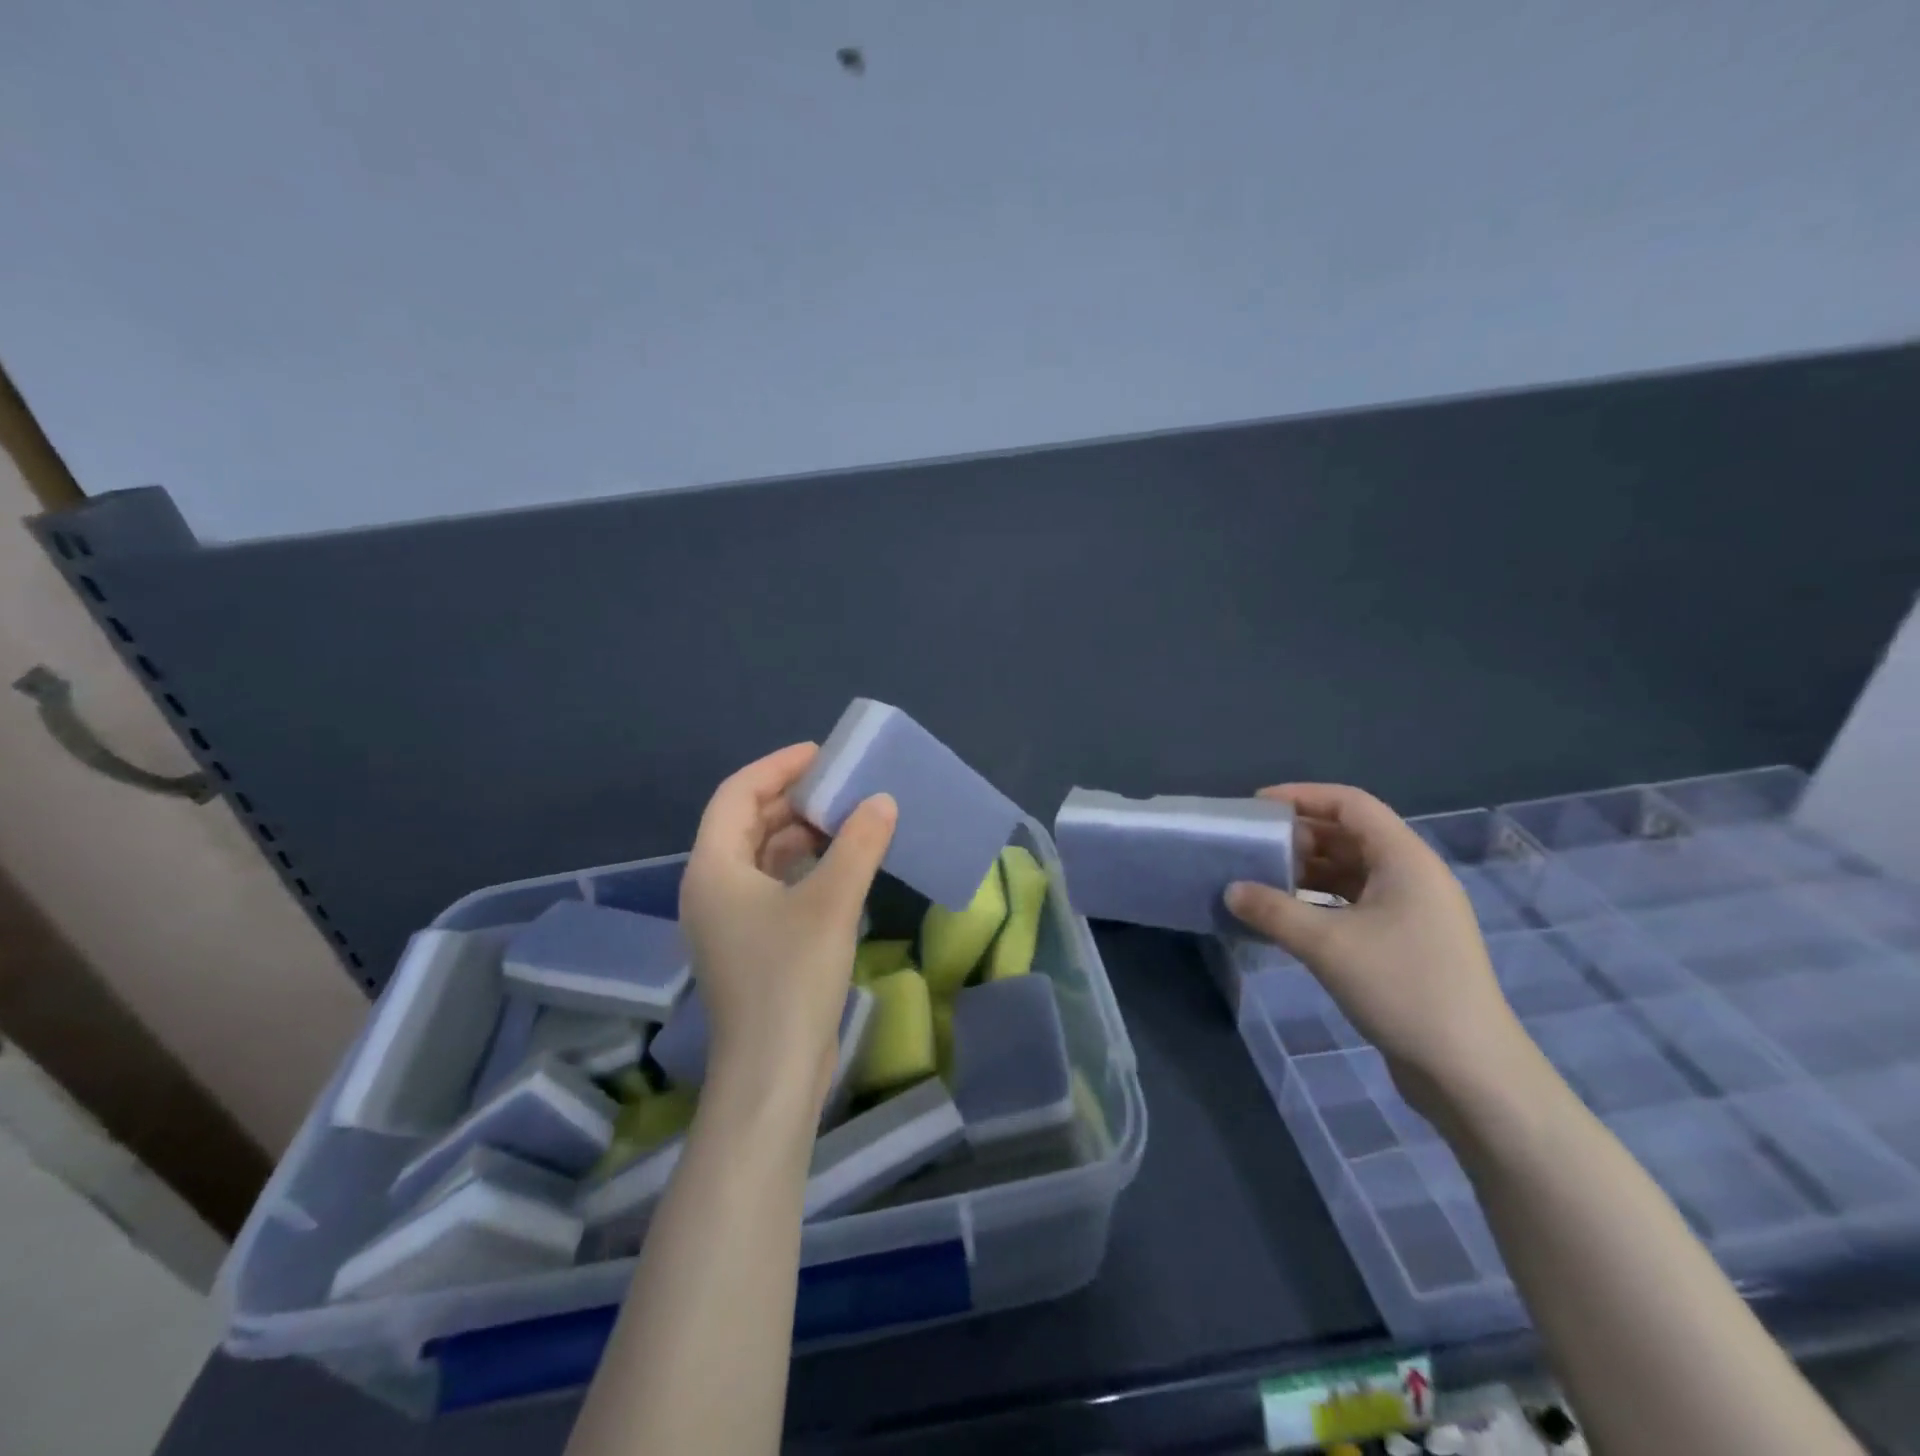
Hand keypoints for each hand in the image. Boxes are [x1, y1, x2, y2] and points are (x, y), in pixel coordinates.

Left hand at [679, 743, 897, 1113]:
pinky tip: (842, 866)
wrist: (772, 1073)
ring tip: (849, 819)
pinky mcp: (750, 944)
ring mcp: (729, 920)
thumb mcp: (831, 902)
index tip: (822, 754)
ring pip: (763, 856)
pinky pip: (774, 886)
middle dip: (794, 799)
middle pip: (748, 822)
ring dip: (802, 834)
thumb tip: (881, 802)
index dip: (778, 766)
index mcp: (714, 868)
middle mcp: (712, 887)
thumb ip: (858, 844)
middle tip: (842, 785)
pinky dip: (805, 867)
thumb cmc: (791, 978)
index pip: (737, 794)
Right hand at [1224, 783, 1530, 1116]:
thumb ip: (1273, 911)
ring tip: (1260, 880)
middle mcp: (1413, 877)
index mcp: (1405, 860)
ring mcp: (1413, 912)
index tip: (1257, 807)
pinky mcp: (1407, 943)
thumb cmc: (1402, 988)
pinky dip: (1319, 902)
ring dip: (1306, 872)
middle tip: (1252, 847)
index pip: (1351, 805)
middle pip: (1350, 836)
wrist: (1469, 1071)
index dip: (1303, 796)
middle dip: (1299, 837)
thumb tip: (1231, 890)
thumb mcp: (1326, 945)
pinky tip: (1287, 918)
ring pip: (1352, 872)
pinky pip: (1355, 904)